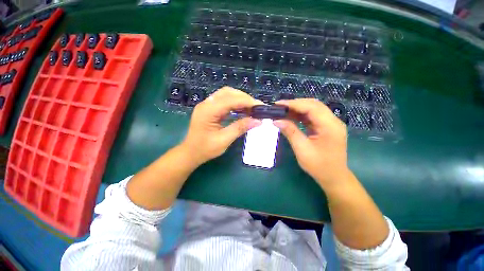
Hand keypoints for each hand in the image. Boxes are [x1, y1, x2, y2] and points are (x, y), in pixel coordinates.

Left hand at [181, 87, 262, 165]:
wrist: (190, 153)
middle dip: (244, 98)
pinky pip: (224, 101)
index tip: (260, 106)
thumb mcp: (224, 140)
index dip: (247, 101)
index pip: (231, 100)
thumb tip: (257, 121)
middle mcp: (206, 104)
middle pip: (228, 92)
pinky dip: (235, 103)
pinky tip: (242, 110)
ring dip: (240, 99)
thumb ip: (240, 128)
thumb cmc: (205, 149)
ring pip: (226, 94)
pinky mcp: (209, 109)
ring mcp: (207, 105)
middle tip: (256, 107)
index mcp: (208, 111)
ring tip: (251, 108)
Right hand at [273, 98, 347, 187]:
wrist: (333, 177)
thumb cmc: (319, 166)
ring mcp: (331, 124)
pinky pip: (313, 117)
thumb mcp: (302, 149)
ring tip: (283, 110)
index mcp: (330, 126)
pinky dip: (301, 115)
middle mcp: (333, 121)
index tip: (278, 104)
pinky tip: (292, 116)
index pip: (311, 107)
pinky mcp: (326, 127)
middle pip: (313, 105)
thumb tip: (276, 120)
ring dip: (298, 108)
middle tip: (279, 106)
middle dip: (295, 104)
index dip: (294, 104)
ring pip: (313, 109)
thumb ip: (290, 132)